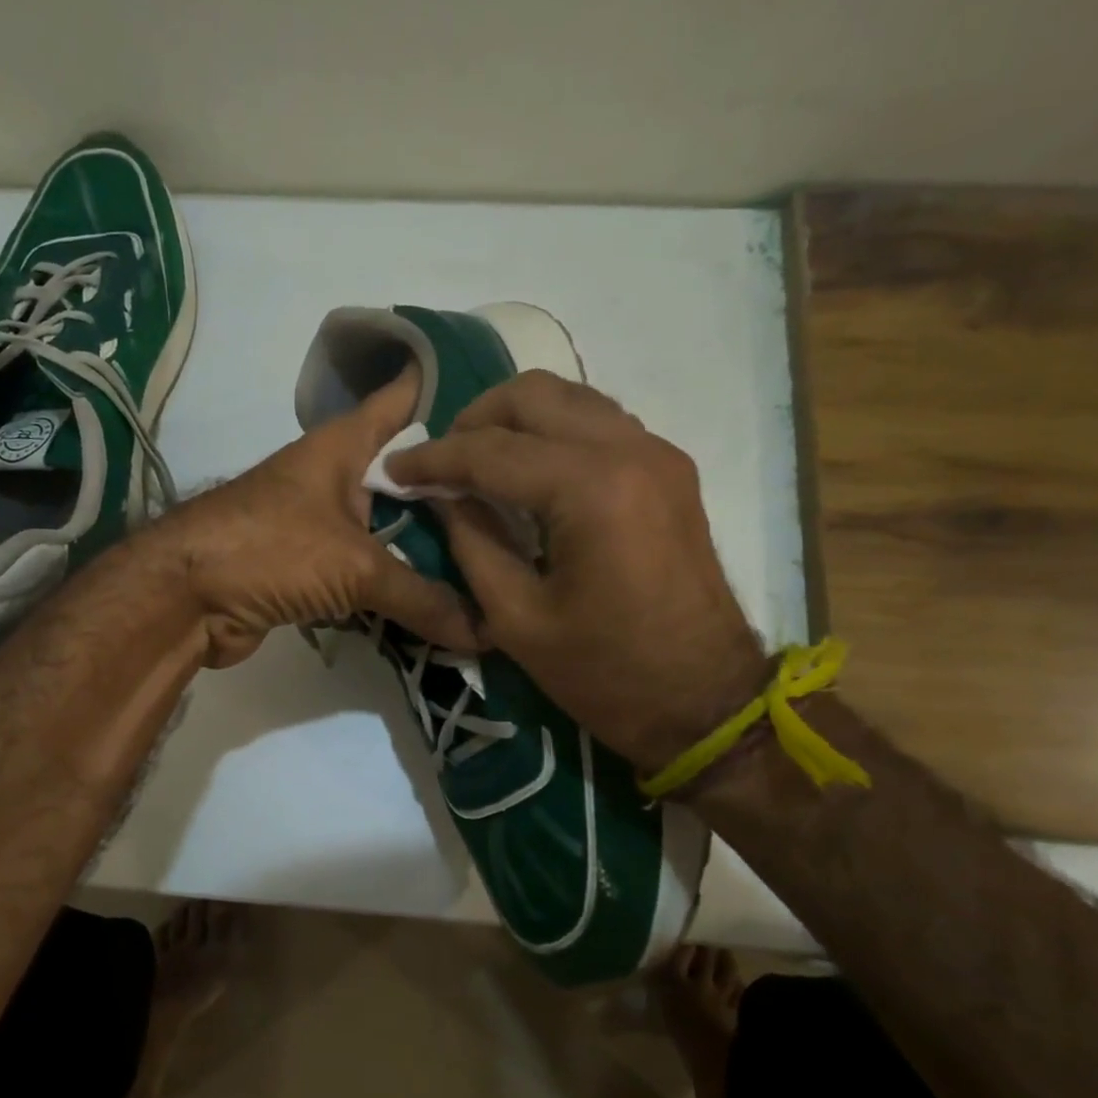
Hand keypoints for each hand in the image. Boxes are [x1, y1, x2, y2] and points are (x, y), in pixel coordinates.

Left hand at [151, 374, 477, 667]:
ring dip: (431, 547)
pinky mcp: (312, 567)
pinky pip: (371, 571)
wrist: (184, 599)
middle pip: (409, 475)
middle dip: (458, 489)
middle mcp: (337, 477)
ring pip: (391, 528)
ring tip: (499, 556)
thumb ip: (422, 596)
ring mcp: (323, 523)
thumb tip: (486, 632)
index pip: (404, 399)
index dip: (448, 390)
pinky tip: (447, 600)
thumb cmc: (269, 549)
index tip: (504, 403)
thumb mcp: (354, 567)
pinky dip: (401, 586)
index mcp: (345, 445)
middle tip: (522, 505)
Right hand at [386, 370, 765, 773]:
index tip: (393, 468)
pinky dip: (554, 432)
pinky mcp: (670, 471)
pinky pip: (599, 423)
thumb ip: (471, 542)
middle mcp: (629, 450)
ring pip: (570, 398)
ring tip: (478, 463)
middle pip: (532, 396)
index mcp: (589, 489)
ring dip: (515, 420)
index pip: (490, 450)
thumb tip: (442, 495)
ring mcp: (657, 454)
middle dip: (474, 420)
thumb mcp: (516, 618)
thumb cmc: (604, 673)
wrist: (704, 702)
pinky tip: (530, 472)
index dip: (433, 459)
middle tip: (441, 463)